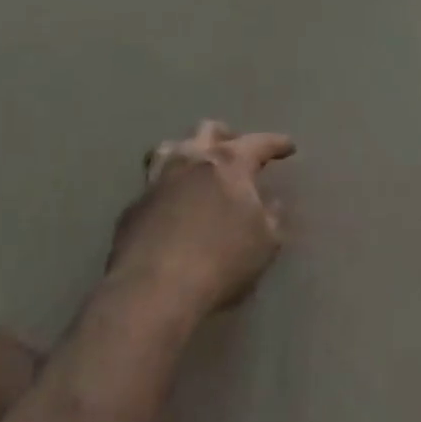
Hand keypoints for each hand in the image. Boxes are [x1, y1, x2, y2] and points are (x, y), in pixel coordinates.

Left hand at [106, 120, 294, 318]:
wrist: (153, 291)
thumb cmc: (221, 261)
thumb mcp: (265, 243)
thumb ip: (271, 218)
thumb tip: (271, 204)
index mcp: (229, 162)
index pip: (260, 142)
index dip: (277, 144)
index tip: (288, 147)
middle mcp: (191, 159)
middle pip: (207, 130)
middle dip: (226, 136)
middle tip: (235, 151)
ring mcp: (157, 180)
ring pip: (168, 148)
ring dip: (186, 152)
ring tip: (194, 167)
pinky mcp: (132, 208)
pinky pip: (152, 187)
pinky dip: (166, 191)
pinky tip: (170, 209)